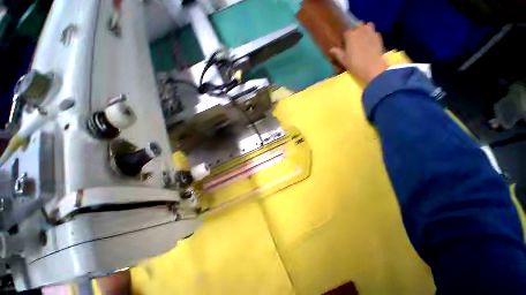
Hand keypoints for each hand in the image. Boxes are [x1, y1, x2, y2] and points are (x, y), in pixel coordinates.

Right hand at [330, 23, 387, 83]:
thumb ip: (337, 53)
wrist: (372, 67)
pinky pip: (373, 32)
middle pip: (357, 26)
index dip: (345, 38)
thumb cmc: (355, 64)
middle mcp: (360, 30)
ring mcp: (371, 32)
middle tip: (354, 41)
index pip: (346, 32)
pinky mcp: (378, 36)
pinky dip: (371, 35)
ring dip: (364, 30)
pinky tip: (370, 43)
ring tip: (363, 39)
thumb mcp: (343, 60)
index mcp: (350, 35)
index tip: (345, 44)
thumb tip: (331, 49)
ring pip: (367, 26)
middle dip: (355, 31)